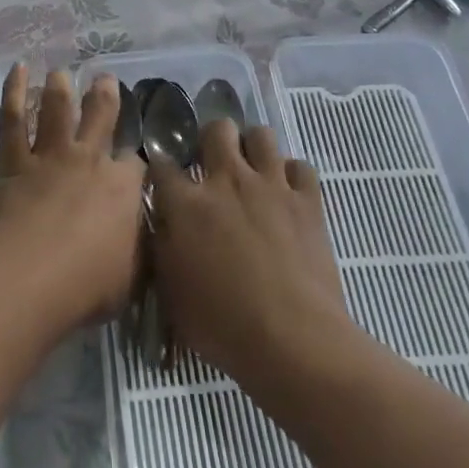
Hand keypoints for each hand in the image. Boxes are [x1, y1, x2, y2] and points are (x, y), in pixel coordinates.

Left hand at [0, 65, 145, 327]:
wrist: (33, 274)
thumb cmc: (89, 283)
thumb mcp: (133, 275)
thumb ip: (140, 250)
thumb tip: (148, 238)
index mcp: (123, 186)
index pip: (135, 162)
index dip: (135, 157)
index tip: (135, 158)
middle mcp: (90, 160)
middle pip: (100, 118)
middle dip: (105, 97)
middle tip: (104, 79)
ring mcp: (50, 156)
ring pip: (57, 111)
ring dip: (60, 89)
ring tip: (61, 73)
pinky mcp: (13, 160)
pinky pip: (13, 119)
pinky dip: (14, 91)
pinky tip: (18, 70)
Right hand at [149, 120, 350, 387]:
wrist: (292, 338)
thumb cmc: (221, 324)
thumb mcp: (171, 292)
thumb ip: (163, 247)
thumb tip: (163, 223)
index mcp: (187, 204)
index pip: (163, 164)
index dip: (160, 166)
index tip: (162, 176)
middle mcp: (227, 181)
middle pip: (217, 129)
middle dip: (211, 139)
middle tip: (212, 164)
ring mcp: (271, 185)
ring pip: (261, 135)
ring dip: (253, 148)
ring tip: (252, 170)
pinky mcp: (308, 200)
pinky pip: (300, 166)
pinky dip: (292, 175)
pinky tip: (287, 194)